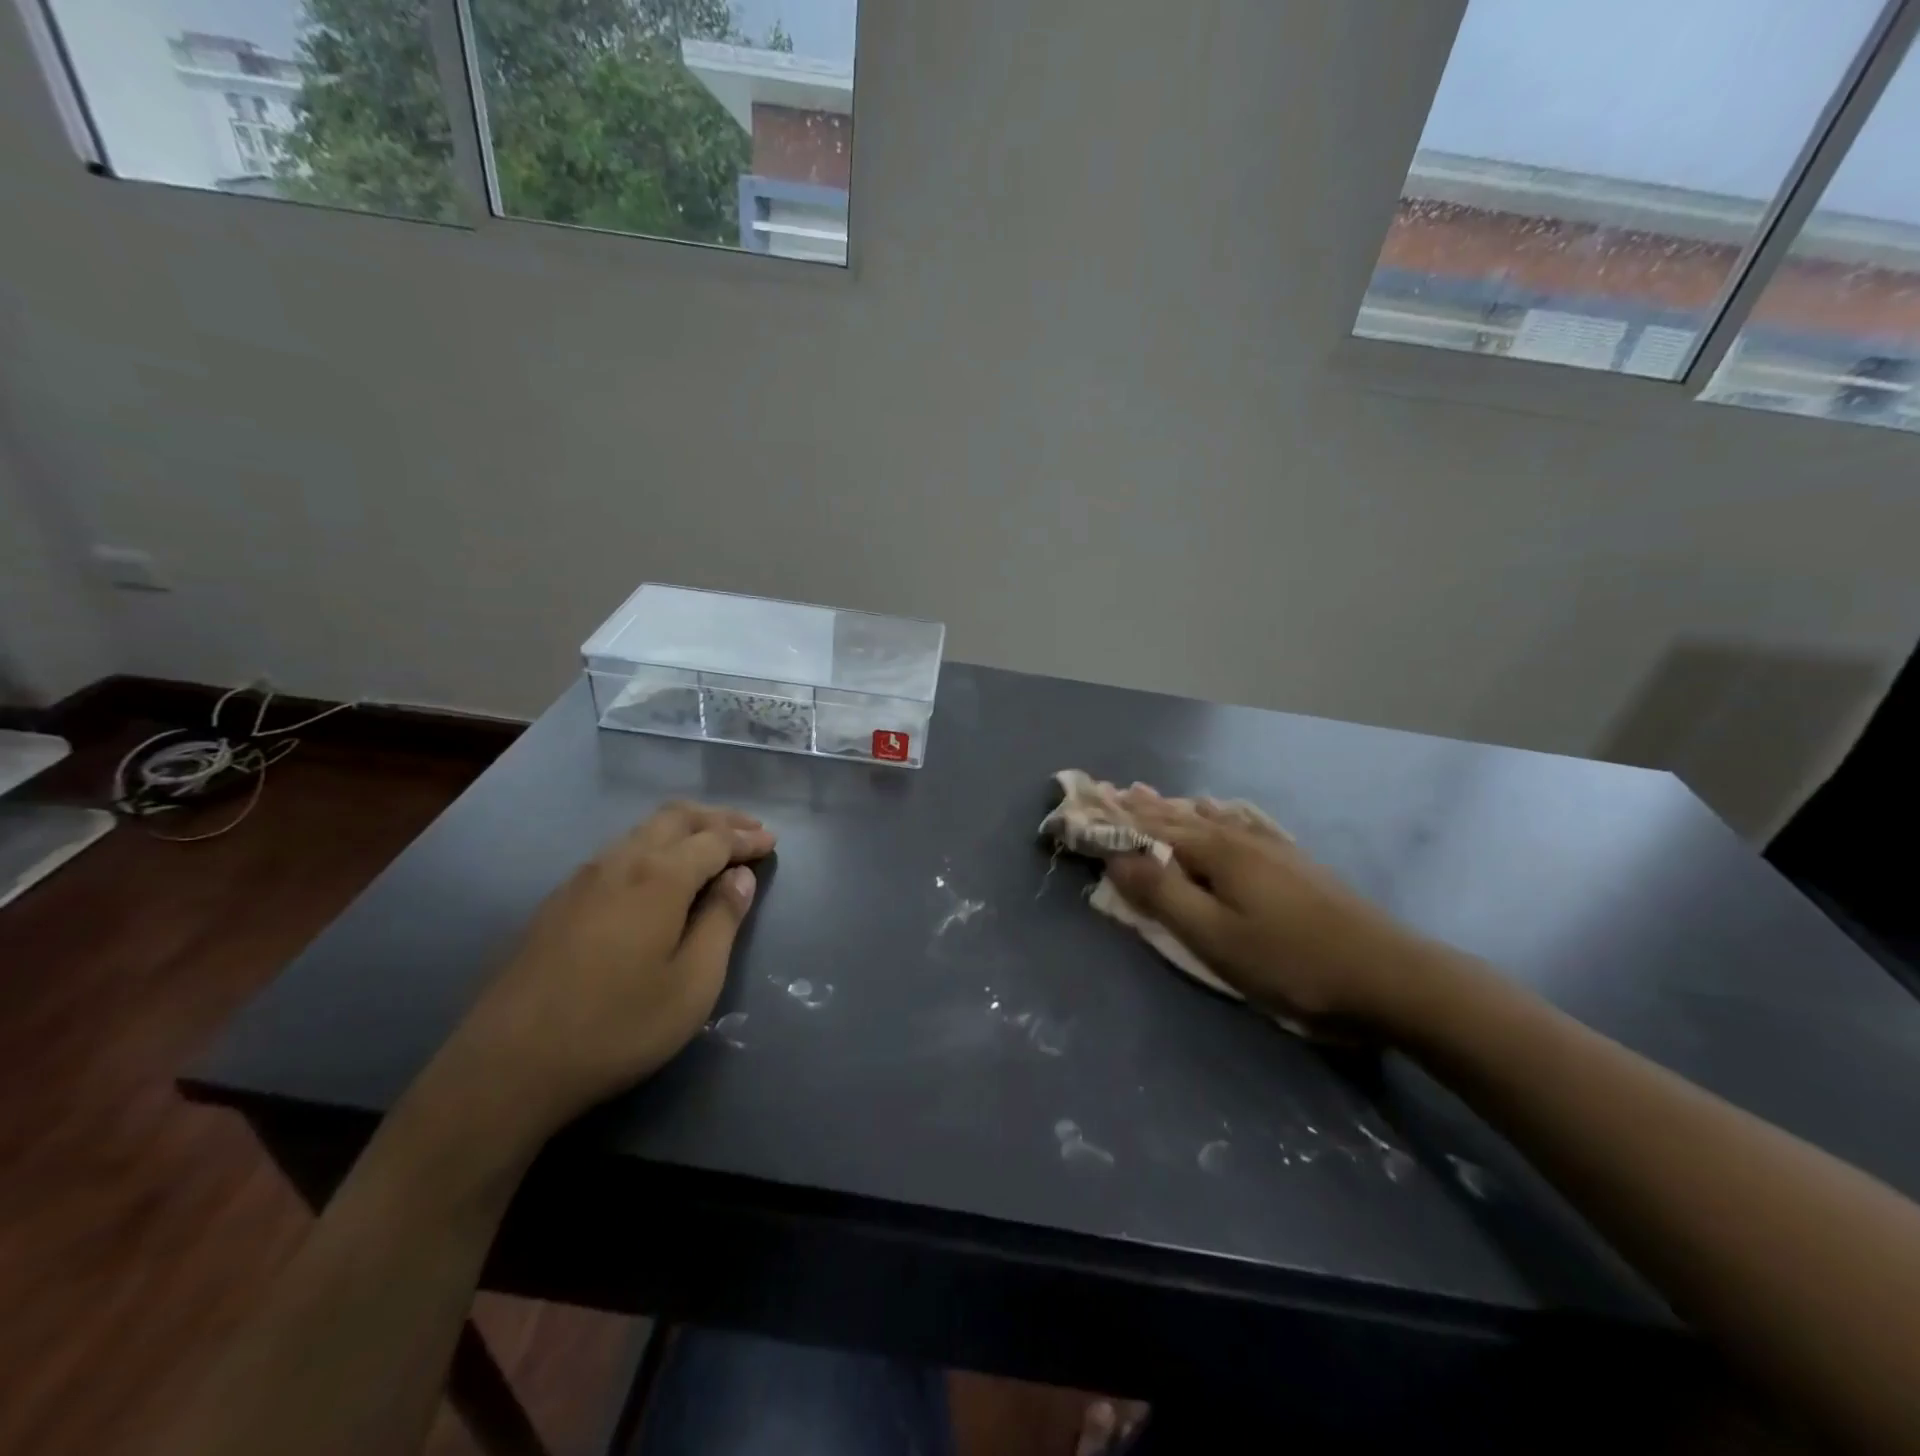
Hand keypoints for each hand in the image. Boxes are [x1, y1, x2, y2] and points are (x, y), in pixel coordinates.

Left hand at [436, 802, 775, 1138]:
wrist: (507, 1066)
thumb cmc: (618, 1026)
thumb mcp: (693, 983)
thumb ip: (722, 922)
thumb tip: (740, 878)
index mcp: (659, 876)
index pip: (715, 839)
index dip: (747, 838)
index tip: (772, 842)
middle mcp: (620, 862)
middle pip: (676, 818)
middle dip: (717, 818)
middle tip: (749, 830)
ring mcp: (582, 879)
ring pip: (642, 831)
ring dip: (684, 829)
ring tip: (711, 845)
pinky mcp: (558, 902)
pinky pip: (618, 852)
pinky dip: (653, 846)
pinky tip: (657, 874)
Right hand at [1104, 793, 1428, 1036]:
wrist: (1390, 975)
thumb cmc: (1290, 962)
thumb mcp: (1215, 936)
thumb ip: (1163, 895)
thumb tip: (1115, 857)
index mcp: (1216, 852)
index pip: (1151, 830)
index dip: (1116, 820)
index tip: (1085, 804)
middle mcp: (1239, 838)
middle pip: (1178, 817)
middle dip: (1141, 806)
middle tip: (1111, 789)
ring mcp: (1271, 847)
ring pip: (1209, 818)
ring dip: (1174, 808)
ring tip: (1150, 793)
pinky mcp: (1293, 862)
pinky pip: (1239, 824)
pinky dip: (1215, 815)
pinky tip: (1221, 811)